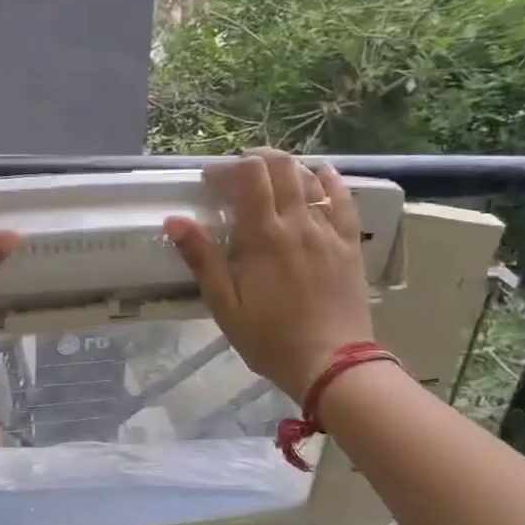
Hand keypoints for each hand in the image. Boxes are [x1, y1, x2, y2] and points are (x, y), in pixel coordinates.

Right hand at [164, 149, 375, 402]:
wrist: (332, 364)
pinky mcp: (349, 244)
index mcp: (264, 237)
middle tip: (238, 174)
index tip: (210, 181)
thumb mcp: (225, 306)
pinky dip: (329, 180)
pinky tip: (321, 174)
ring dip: (287, 168)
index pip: (248, 177)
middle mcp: (298, 223)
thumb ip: (202, 259)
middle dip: (256, 160)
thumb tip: (175, 220)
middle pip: (281, 168)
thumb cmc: (270, 340)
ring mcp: (328, 231)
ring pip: (311, 178)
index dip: (227, 169)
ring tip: (270, 176)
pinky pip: (343, 199)